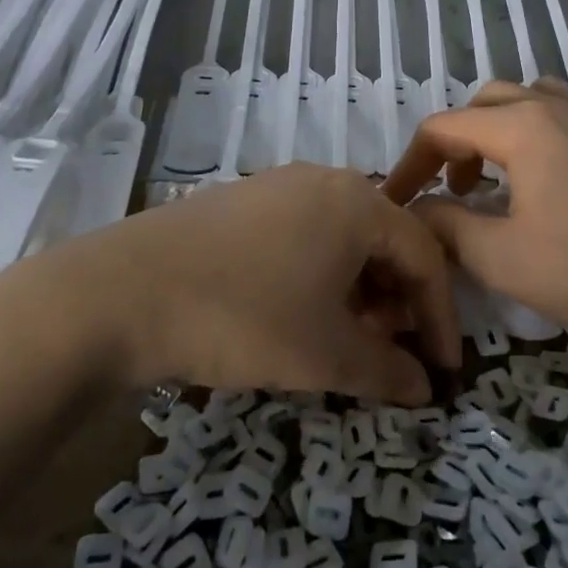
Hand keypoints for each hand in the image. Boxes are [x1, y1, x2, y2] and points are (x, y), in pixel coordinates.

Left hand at [29, 164, 458, 404]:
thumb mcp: (324, 354)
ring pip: (342, 237)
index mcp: (357, 202)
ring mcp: (277, 185)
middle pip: (385, 240)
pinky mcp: (240, 200)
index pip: (424, 256)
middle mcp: (323, 180)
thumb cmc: (243, 318)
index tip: (444, 370)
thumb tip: (424, 387)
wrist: (123, 292)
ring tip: (345, 338)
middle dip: (398, 301)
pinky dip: (319, 274)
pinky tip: (297, 311)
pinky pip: (303, 233)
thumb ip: (387, 371)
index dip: (442, 317)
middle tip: (391, 353)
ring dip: (359, 289)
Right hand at [381, 79, 567, 343]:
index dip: (412, 163)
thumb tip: (415, 211)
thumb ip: (445, 226)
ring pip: (534, 96)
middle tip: (454, 191)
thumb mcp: (499, 257)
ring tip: (502, 169)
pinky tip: (567, 152)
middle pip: (485, 103)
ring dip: (504, 125)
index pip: (444, 127)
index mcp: (521, 128)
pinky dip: (564, 121)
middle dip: (457, 142)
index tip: (398, 201)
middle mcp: (557, 108)